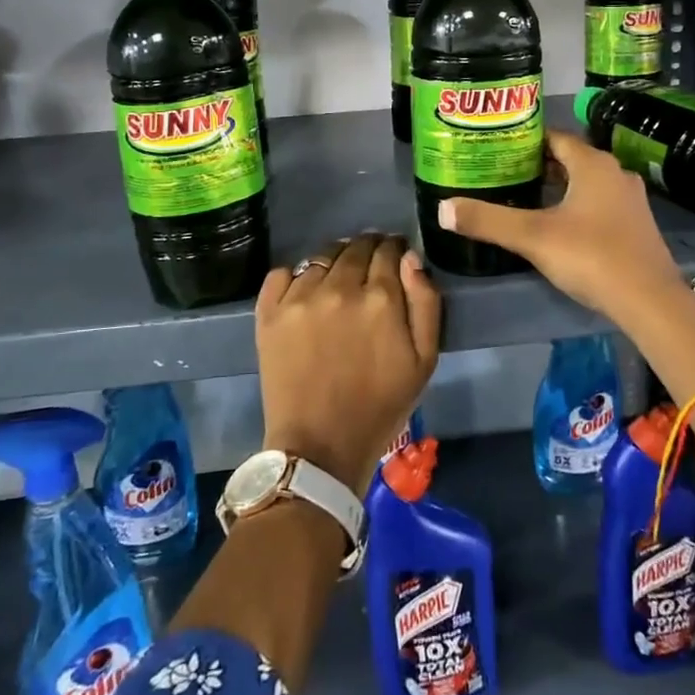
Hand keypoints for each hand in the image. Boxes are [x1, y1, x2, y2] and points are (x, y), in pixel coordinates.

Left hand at [256, 233, 440, 496]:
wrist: (319, 448)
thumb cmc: (380, 406)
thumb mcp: (424, 360)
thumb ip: (425, 302)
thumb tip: (410, 258)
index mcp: (381, 297)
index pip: (388, 250)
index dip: (394, 249)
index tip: (395, 258)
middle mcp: (339, 287)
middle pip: (355, 246)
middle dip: (367, 249)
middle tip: (369, 266)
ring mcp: (300, 298)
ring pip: (322, 257)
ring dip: (335, 260)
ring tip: (338, 279)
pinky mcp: (269, 312)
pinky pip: (283, 273)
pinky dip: (297, 276)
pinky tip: (305, 292)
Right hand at [438, 130, 683, 324]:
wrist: (650, 301)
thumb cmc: (591, 256)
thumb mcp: (532, 237)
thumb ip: (487, 221)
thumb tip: (443, 209)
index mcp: (593, 164)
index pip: (555, 137)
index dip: (526, 141)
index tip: (499, 149)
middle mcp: (615, 173)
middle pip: (570, 159)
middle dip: (539, 165)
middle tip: (505, 174)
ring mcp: (630, 200)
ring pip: (587, 183)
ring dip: (559, 187)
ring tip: (525, 198)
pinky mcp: (637, 226)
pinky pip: (600, 204)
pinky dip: (577, 206)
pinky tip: (559, 226)